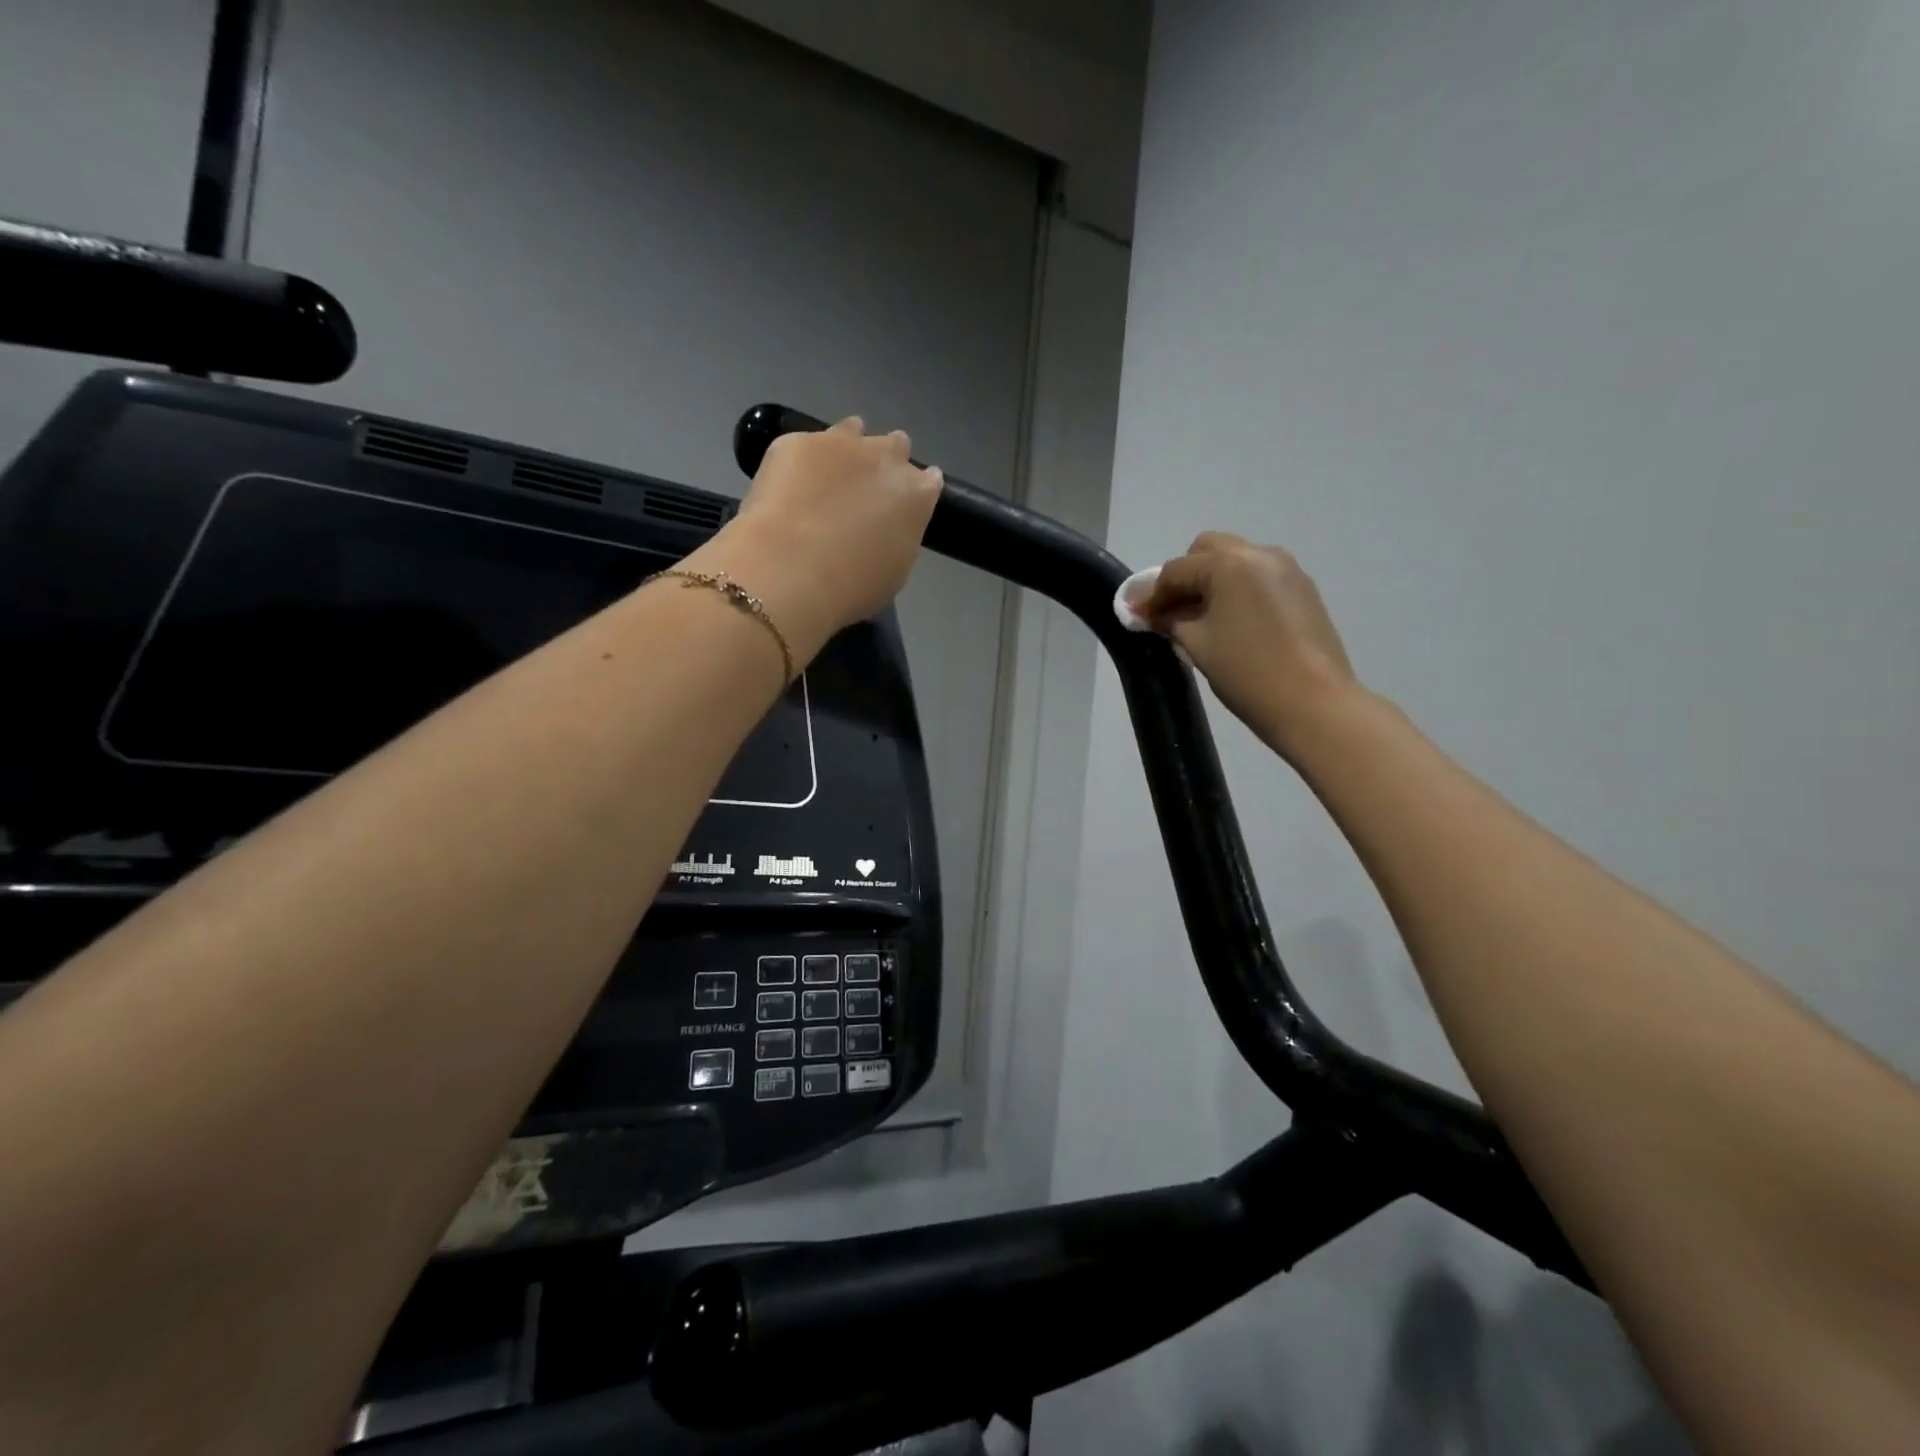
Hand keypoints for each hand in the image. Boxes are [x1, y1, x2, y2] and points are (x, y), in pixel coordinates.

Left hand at [712, 417, 942, 648]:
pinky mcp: (795, 441)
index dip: (915, 491)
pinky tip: (787, 490)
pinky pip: (804, 446)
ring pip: (851, 431)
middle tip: (864, 493)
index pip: (929, 480)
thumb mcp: (895, 571)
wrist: (791, 569)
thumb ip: (899, 537)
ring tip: (827, 479)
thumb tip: (889, 528)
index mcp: (916, 493)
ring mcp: (839, 442)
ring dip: (846, 449)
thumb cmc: (853, 585)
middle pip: (895, 445)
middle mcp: (885, 456)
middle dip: (884, 463)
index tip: (902, 507)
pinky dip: (800, 464)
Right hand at [1133, 533, 1357, 755]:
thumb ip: (1170, 620)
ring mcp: (1287, 569)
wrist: (1313, 702)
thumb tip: (1150, 612)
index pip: (1176, 570)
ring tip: (1202, 618)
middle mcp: (1259, 554)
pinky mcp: (1303, 589)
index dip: (1152, 595)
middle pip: (1208, 550)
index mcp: (1228, 564)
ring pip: (1236, 560)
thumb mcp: (1197, 645)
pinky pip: (1259, 576)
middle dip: (1185, 576)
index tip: (1138, 618)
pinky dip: (1238, 589)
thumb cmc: (1246, 672)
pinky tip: (1233, 622)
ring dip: (1213, 580)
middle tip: (1173, 611)